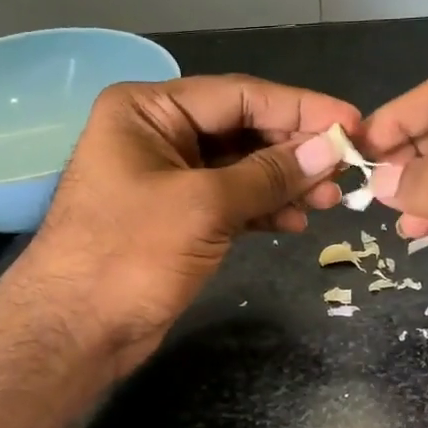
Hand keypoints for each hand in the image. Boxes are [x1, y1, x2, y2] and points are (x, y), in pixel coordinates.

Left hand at [12, 74, 359, 372]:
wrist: (75, 332)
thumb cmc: (129, 255)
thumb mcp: (204, 206)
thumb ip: (269, 174)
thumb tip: (330, 149)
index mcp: (148, 109)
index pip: (239, 95)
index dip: (300, 108)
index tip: (352, 123)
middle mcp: (157, 133)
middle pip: (242, 129)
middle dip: (294, 150)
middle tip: (346, 169)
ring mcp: (166, 178)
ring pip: (240, 168)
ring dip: (285, 182)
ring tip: (330, 200)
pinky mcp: (176, 218)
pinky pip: (230, 201)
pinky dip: (263, 210)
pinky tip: (296, 222)